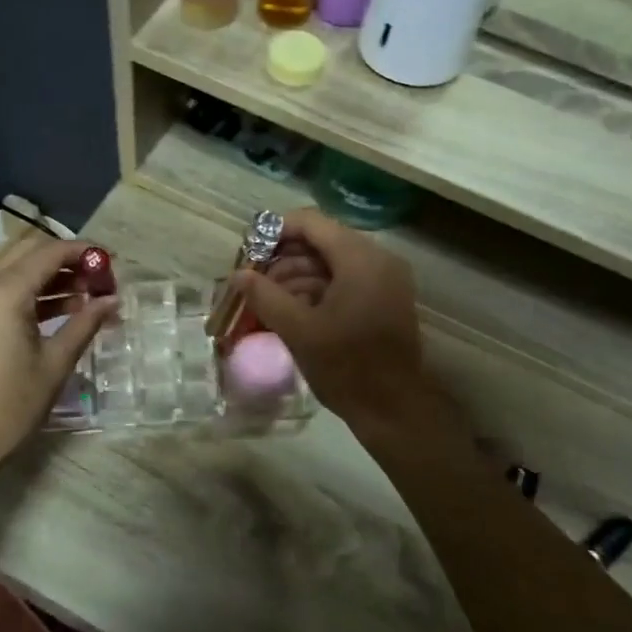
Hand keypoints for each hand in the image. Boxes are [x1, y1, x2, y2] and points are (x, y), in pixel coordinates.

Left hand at [0, 234, 117, 473]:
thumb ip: (85, 324)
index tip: (113, 264)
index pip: (51, 252)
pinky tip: (62, 310)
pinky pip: (3, 287)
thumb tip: (112, 300)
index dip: (85, 252)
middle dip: (68, 258)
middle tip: (99, 279)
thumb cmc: (11, 406)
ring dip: (51, 273)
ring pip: (16, 266)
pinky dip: (32, 290)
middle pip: (30, 250)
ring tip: (88, 296)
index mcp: (5, 292)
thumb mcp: (55, 364)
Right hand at [235, 209, 426, 425]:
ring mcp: (385, 279)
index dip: (275, 231)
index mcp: (360, 259)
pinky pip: (346, 280)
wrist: (394, 408)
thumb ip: (265, 296)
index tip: (248, 251)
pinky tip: (291, 309)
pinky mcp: (385, 299)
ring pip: (332, 262)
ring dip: (298, 275)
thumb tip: (237, 275)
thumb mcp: (298, 330)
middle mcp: (378, 259)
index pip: (311, 223)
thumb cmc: (347, 367)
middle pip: (321, 241)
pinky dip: (318, 289)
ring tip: (266, 299)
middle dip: (283, 258)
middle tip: (253, 279)